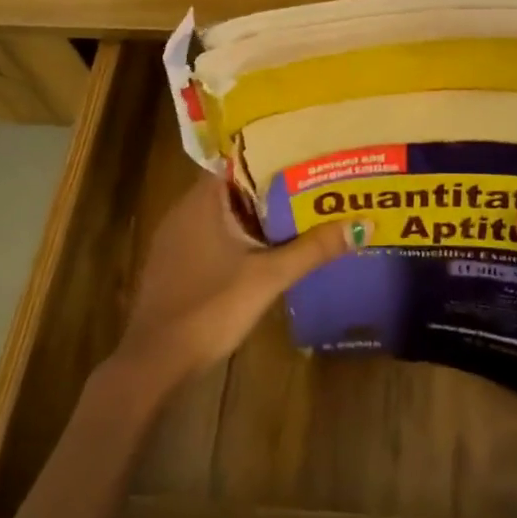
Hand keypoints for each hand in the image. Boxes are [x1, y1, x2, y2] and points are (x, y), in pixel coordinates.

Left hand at [113, 171, 352, 393]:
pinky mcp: (174, 264)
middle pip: (234, 186)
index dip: (272, 155)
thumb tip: (362, 225)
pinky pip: (213, 235)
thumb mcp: (268, 277)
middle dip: (272, 186)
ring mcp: (176, 239)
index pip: (239, 160)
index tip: (306, 154)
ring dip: (256, 213)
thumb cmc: (210, 308)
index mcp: (202, 200)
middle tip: (314, 182)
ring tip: (299, 210)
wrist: (154, 364)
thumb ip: (312, 249)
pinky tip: (265, 248)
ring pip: (224, 213)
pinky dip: (239, 235)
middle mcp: (184, 210)